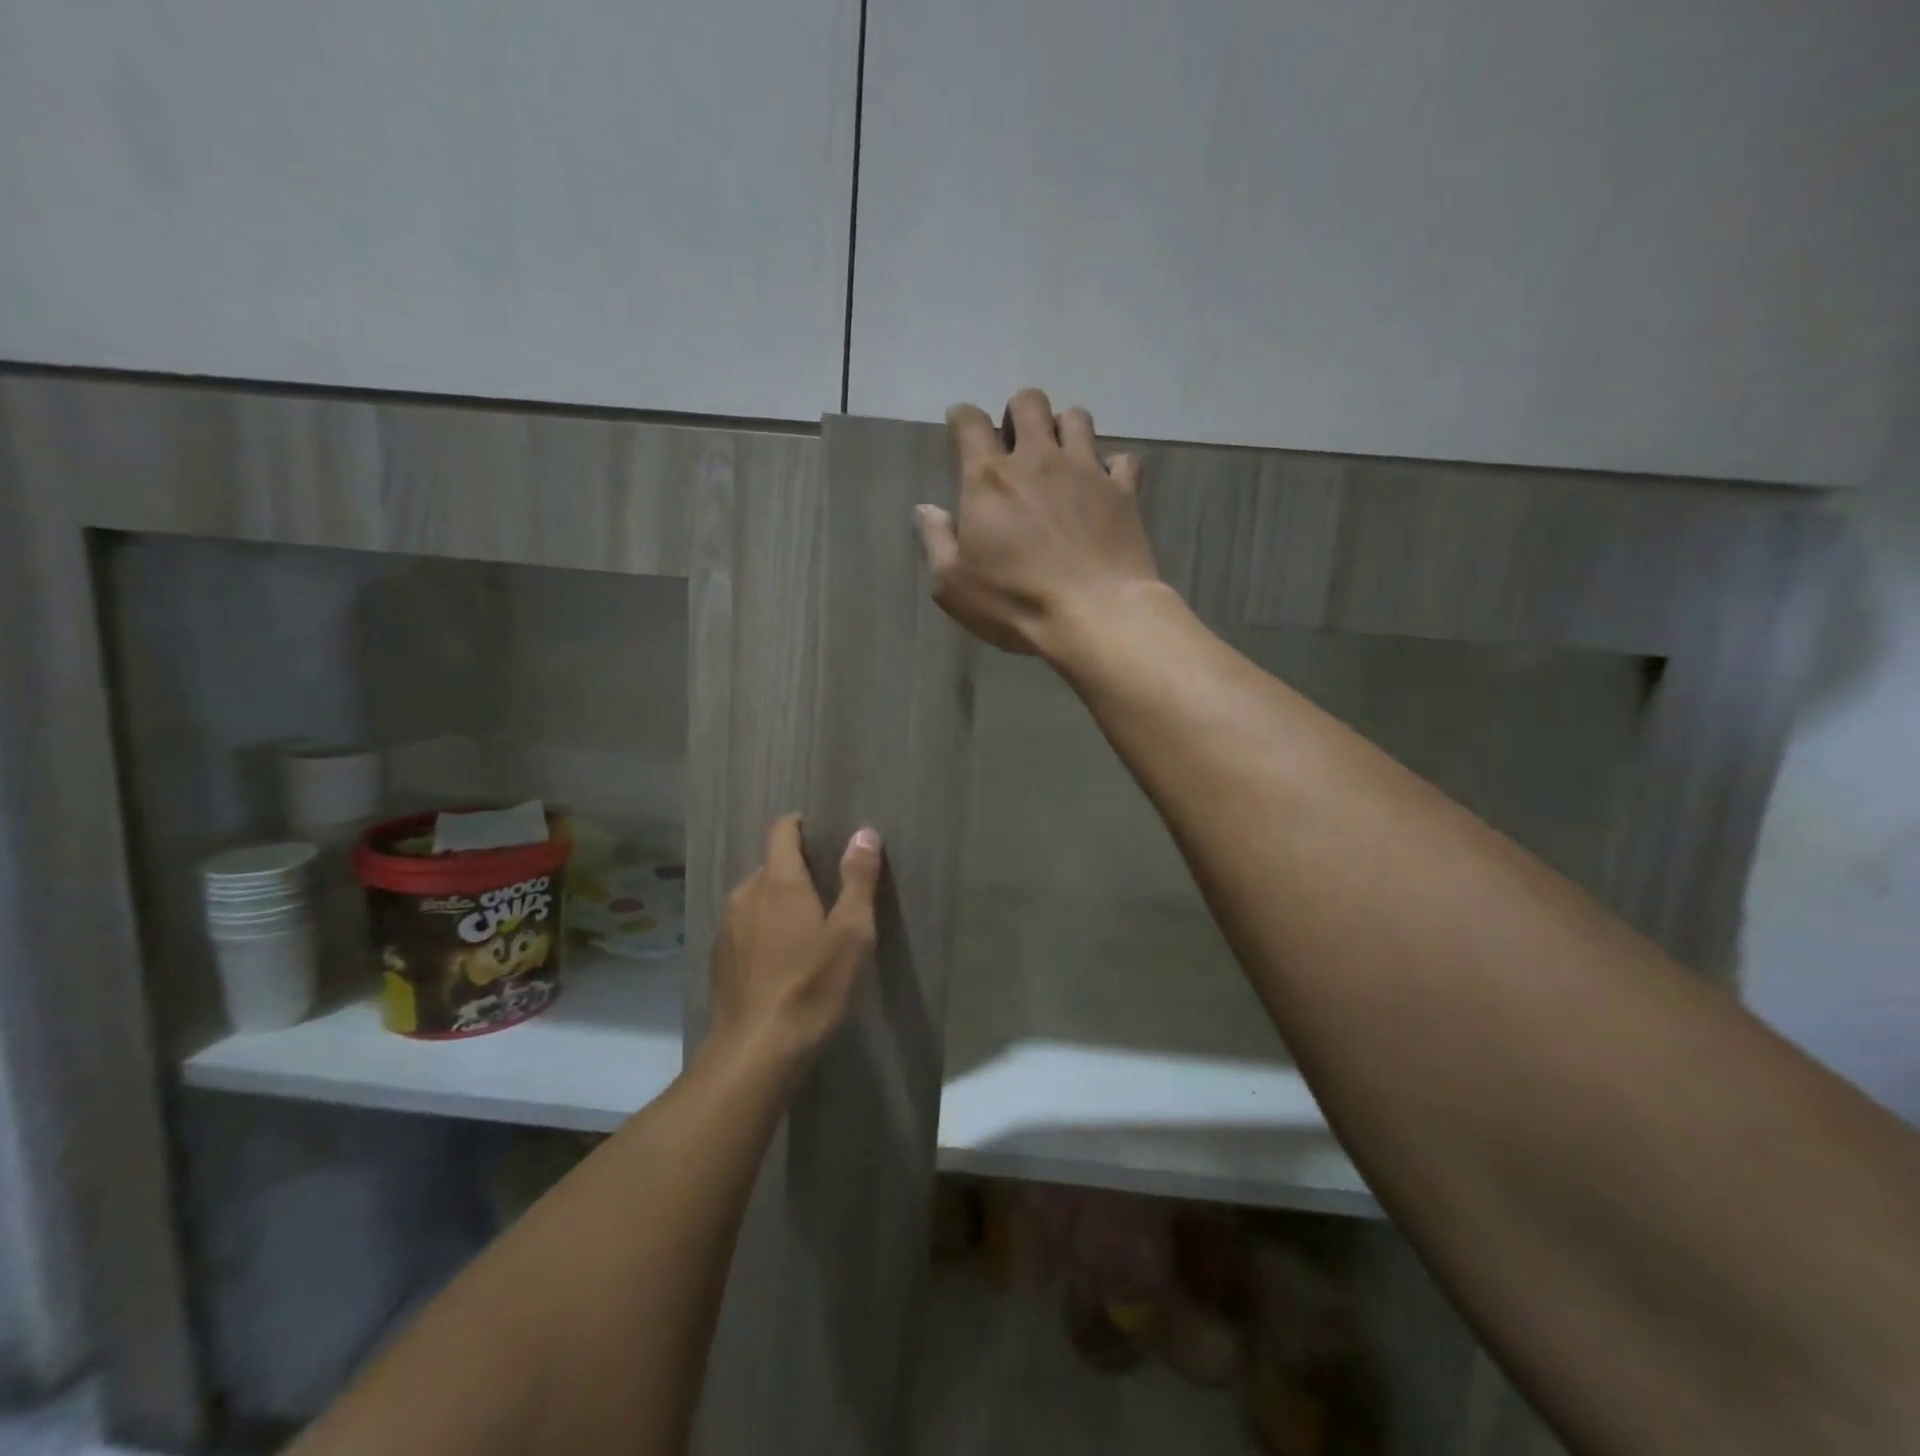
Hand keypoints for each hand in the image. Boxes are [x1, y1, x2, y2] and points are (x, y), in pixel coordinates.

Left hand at [705, 815, 882, 1077]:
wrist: (756, 1052)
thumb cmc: (813, 986)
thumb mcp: (852, 932)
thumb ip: (858, 878)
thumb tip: (864, 832)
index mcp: (779, 881)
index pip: (781, 831)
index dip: (800, 825)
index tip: (821, 835)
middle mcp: (745, 894)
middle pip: (771, 866)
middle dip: (797, 871)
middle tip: (828, 895)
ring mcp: (726, 927)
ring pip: (756, 899)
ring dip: (779, 904)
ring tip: (806, 931)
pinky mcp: (718, 959)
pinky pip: (744, 928)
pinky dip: (763, 932)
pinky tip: (781, 963)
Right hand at [914, 387, 1162, 660]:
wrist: (1096, 615)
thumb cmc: (1015, 602)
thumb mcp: (953, 584)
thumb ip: (936, 540)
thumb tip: (925, 509)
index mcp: (990, 479)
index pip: (971, 422)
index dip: (962, 418)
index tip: (960, 427)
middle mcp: (1038, 459)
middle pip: (1029, 402)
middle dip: (1017, 413)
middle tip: (1015, 444)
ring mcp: (1086, 470)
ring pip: (1077, 417)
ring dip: (1064, 429)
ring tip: (1060, 457)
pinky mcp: (1123, 491)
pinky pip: (1124, 459)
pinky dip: (1113, 466)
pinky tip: (1106, 485)